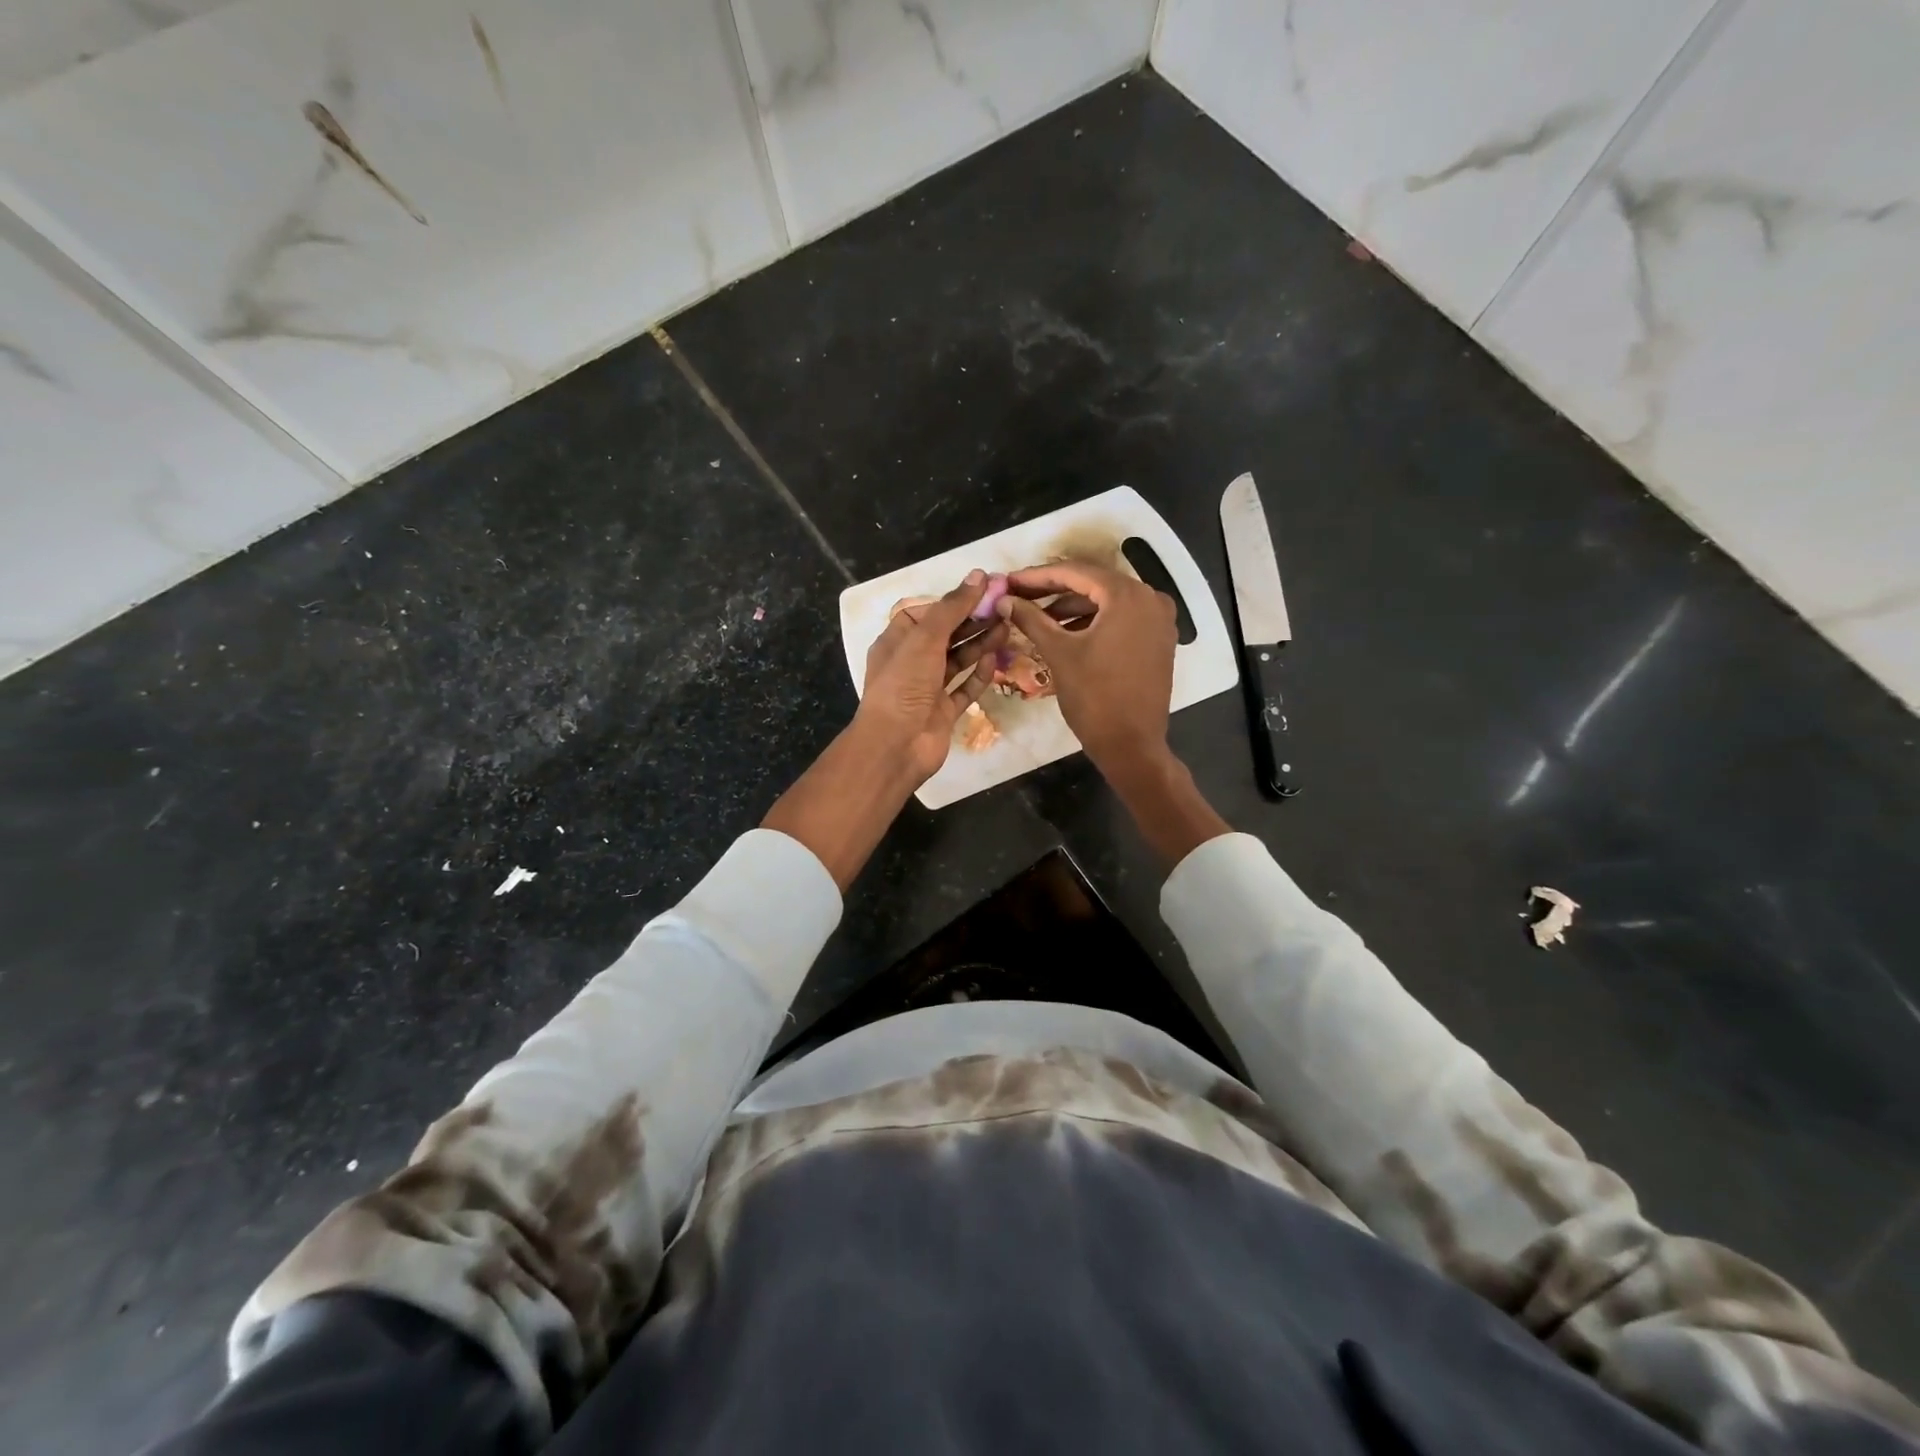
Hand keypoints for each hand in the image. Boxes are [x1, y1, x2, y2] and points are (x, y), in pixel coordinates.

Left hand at [855, 571, 1007, 784]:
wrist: (896, 745)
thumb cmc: (904, 684)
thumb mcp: (925, 638)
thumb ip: (952, 607)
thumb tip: (978, 575)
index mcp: (897, 642)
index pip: (926, 613)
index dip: (953, 602)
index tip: (983, 591)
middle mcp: (911, 663)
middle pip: (946, 636)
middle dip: (973, 622)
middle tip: (1004, 607)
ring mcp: (928, 689)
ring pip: (958, 660)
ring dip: (980, 644)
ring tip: (1007, 627)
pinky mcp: (943, 712)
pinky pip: (964, 688)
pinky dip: (978, 674)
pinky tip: (994, 659)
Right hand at [998, 560, 1177, 773]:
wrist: (1131, 745)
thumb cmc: (1094, 697)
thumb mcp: (1059, 653)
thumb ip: (1031, 619)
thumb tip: (1004, 600)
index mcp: (1127, 596)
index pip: (1076, 573)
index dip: (1037, 576)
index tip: (1009, 581)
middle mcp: (1150, 598)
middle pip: (1093, 584)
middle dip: (1054, 590)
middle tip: (1019, 595)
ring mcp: (1159, 620)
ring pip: (1107, 602)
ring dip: (1072, 607)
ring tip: (1035, 616)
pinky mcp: (1159, 640)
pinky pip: (1121, 619)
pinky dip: (1093, 622)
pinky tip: (1064, 631)